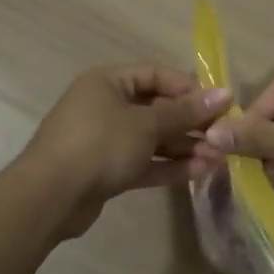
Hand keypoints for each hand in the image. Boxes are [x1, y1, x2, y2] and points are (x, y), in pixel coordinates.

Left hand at [18, 65, 231, 237]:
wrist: (49, 198)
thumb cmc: (99, 144)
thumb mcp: (146, 124)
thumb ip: (185, 112)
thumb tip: (224, 94)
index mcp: (108, 82)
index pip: (155, 75)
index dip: (187, 88)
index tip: (218, 104)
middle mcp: (105, 105)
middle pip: (156, 108)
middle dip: (190, 123)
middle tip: (223, 136)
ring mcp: (104, 140)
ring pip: (151, 139)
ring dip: (184, 148)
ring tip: (218, 159)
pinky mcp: (106, 171)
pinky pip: (143, 162)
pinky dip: (168, 166)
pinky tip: (198, 172)